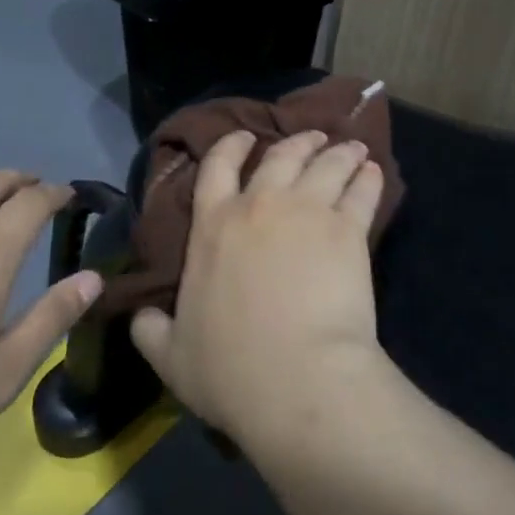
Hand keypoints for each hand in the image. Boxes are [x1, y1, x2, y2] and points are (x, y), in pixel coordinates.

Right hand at [130, 130, 386, 450]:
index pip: (217, 167)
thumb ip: (152, 331)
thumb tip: (140, 316)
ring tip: (351, 148)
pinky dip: (368, 178)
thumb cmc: (230, 369)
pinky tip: (374, 172)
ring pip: (326, 164)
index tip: (245, 136)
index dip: (231, 145)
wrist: (297, 378)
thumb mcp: (172, 357)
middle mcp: (259, 206)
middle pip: (281, 155)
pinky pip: (361, 191)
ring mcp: (307, 212)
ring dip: (338, 152)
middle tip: (312, 137)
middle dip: (298, 142)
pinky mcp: (348, 230)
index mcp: (212, 226)